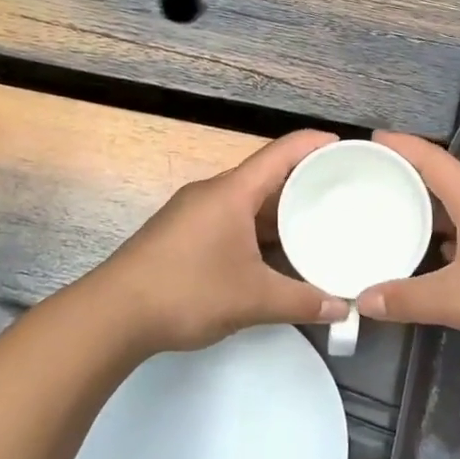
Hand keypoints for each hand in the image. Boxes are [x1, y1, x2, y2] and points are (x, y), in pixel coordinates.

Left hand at [94, 130, 348, 354]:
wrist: (113, 314)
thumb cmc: (188, 291)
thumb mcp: (253, 298)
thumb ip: (302, 302)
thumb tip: (343, 309)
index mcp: (232, 192)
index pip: (282, 152)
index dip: (315, 144)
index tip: (346, 146)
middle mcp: (212, 193)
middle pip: (265, 175)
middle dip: (303, 182)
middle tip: (341, 193)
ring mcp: (193, 213)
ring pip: (246, 201)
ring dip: (278, 211)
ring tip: (315, 223)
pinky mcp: (181, 234)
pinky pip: (230, 219)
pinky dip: (257, 229)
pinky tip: (274, 253)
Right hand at [358, 131, 459, 361]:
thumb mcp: (458, 300)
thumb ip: (407, 299)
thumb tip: (362, 300)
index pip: (434, 160)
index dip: (402, 145)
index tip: (370, 139)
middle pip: (444, 180)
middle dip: (407, 175)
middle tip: (370, 180)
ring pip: (457, 209)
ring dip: (426, 208)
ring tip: (391, 214)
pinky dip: (443, 236)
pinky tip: (430, 256)